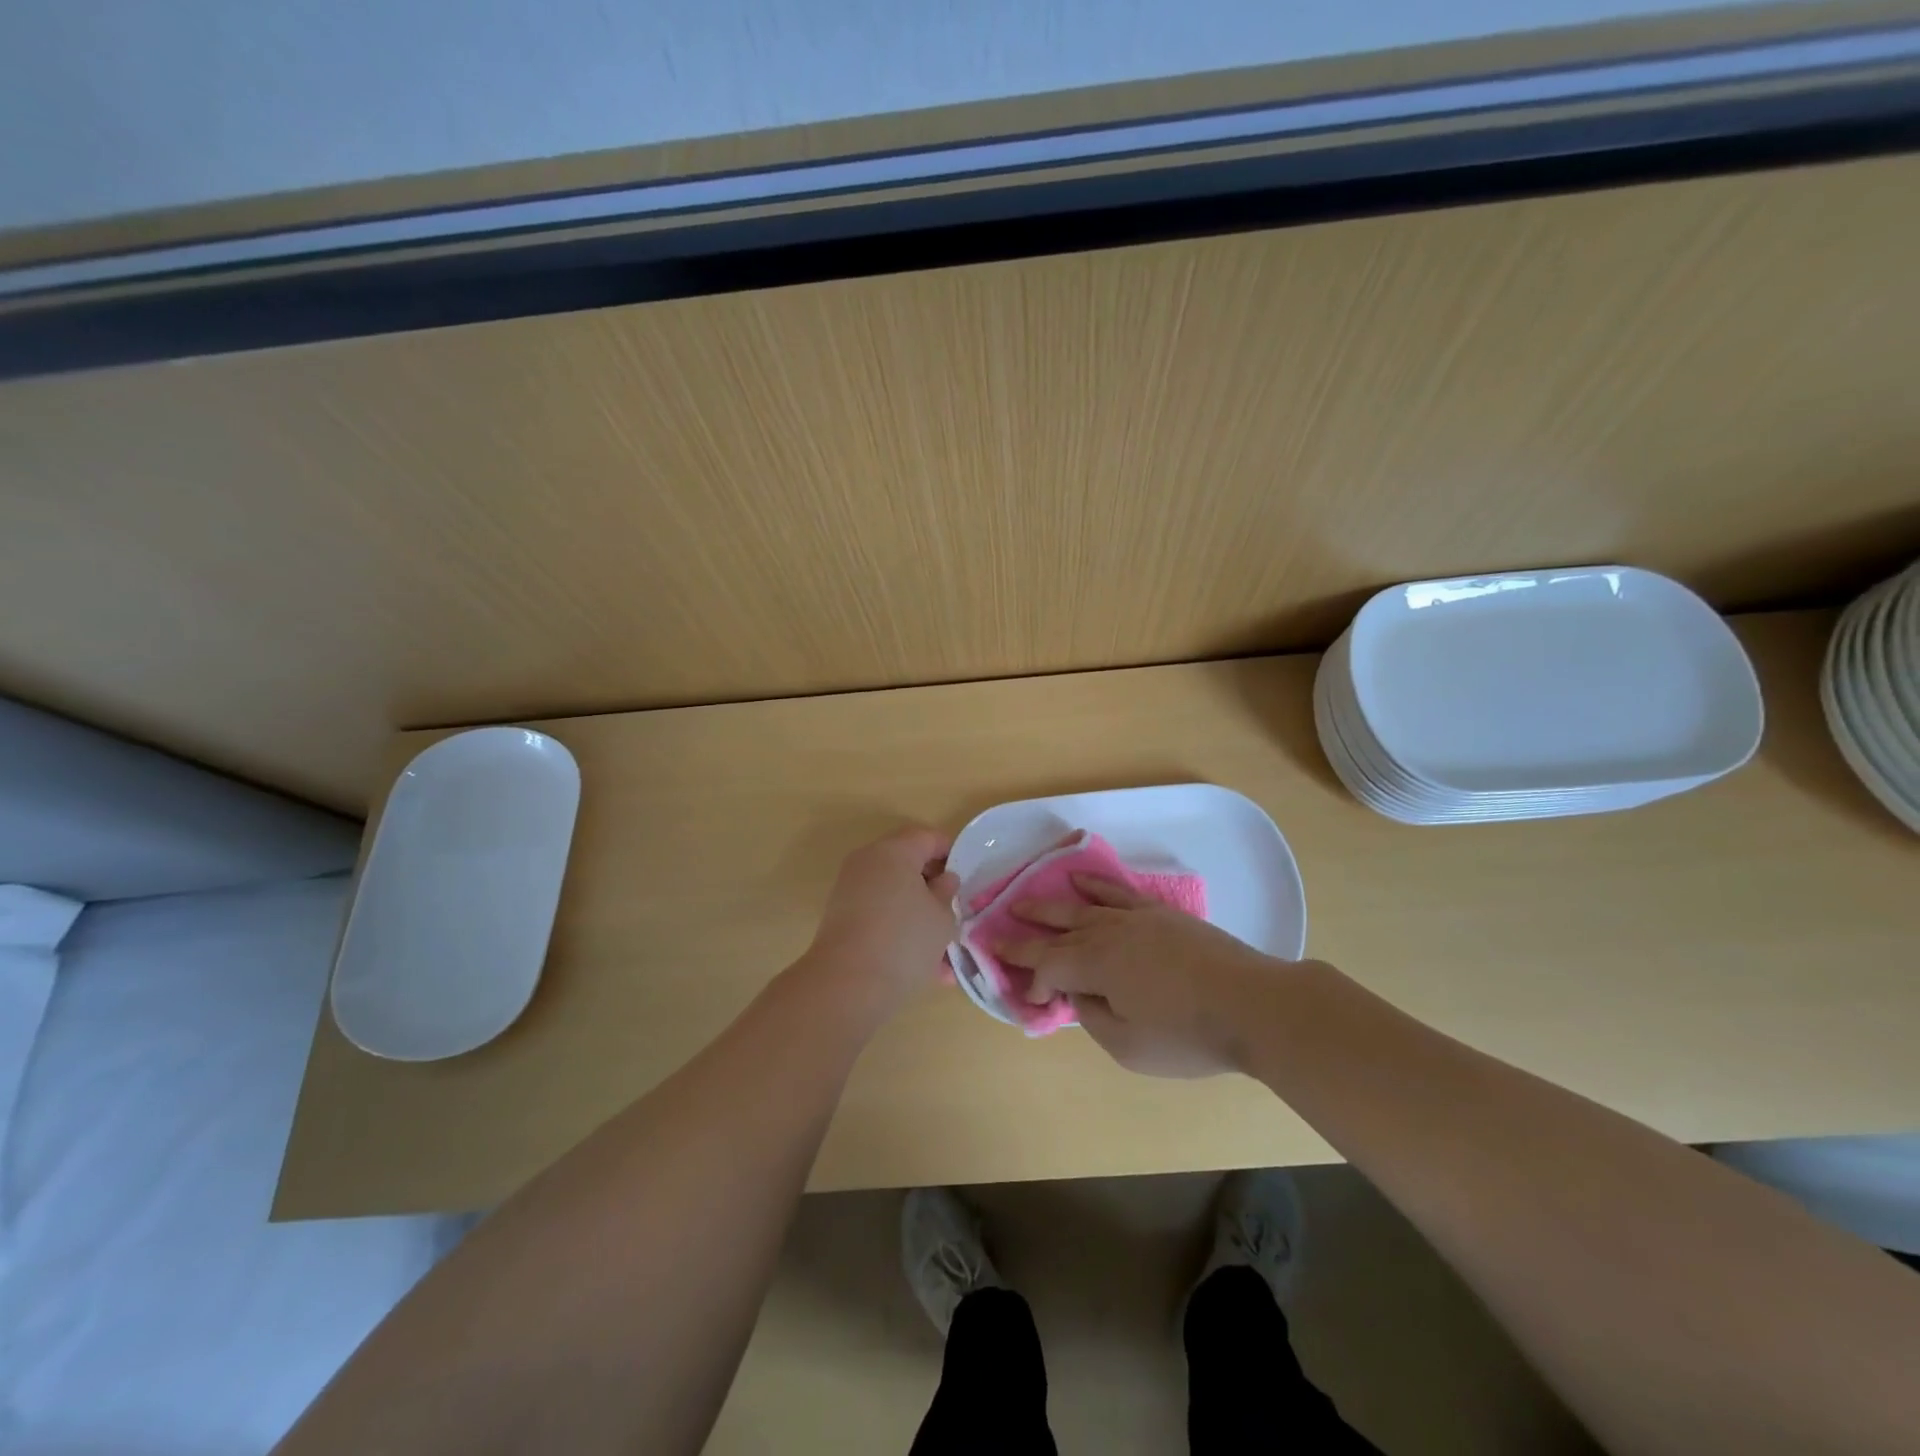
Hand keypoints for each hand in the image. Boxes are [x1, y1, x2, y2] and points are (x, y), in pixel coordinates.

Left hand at [798, 826, 958, 1018]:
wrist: (847, 984)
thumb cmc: (905, 940)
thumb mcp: (942, 917)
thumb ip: (946, 893)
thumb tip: (944, 879)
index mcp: (894, 851)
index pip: (927, 837)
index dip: (950, 851)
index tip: (966, 874)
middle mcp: (868, 862)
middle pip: (906, 862)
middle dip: (932, 885)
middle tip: (953, 908)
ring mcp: (850, 889)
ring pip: (893, 894)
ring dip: (918, 914)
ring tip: (943, 952)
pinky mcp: (840, 918)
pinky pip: (879, 915)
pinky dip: (900, 931)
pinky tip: (924, 967)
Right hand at [996, 874, 1290, 1076]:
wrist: (1253, 1004)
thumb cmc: (1189, 1035)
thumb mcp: (1129, 1046)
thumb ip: (1092, 1016)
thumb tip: (1077, 993)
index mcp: (1095, 964)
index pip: (1047, 966)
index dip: (1031, 980)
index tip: (1032, 999)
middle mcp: (1107, 932)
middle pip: (1056, 932)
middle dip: (1025, 935)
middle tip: (995, 932)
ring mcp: (1135, 917)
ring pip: (1081, 908)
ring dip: (1049, 907)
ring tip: (1022, 903)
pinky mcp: (1160, 913)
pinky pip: (1117, 892)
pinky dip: (1094, 885)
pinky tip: (1079, 880)